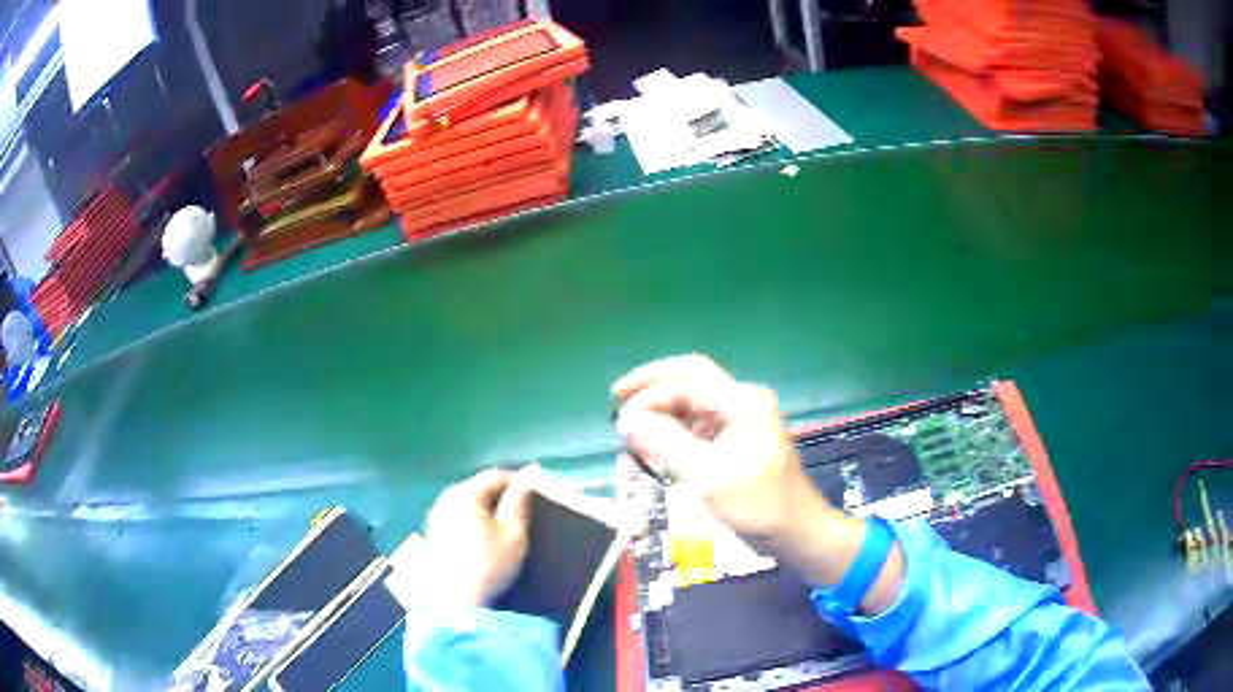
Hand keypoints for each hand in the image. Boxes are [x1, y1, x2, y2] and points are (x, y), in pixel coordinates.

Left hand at [423, 468, 530, 607]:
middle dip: (499, 496)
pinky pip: (456, 517)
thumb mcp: (513, 533)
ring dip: (485, 509)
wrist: (455, 603)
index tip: (535, 497)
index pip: (495, 475)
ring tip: (503, 528)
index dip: (517, 482)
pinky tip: (482, 540)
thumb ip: (519, 501)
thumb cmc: (489, 565)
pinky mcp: (432, 535)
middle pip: (477, 487)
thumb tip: (528, 475)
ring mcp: (435, 517)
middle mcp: (445, 499)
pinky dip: (472, 522)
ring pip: (465, 502)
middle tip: (520, 514)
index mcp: (465, 493)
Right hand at [613, 355, 904, 611]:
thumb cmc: (757, 505)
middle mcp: (743, 402)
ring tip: (633, 426)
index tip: (620, 420)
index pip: (687, 381)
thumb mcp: (707, 476)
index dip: (650, 394)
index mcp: (742, 402)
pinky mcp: (739, 440)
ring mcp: (742, 420)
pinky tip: (656, 443)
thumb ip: (665, 443)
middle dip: (653, 386)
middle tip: (617, 397)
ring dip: (663, 409)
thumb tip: (627, 420)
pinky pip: (700, 423)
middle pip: (691, 379)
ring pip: (694, 401)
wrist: (797, 532)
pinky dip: (675, 429)